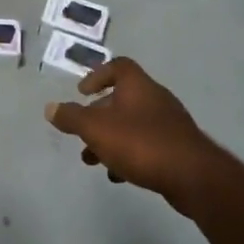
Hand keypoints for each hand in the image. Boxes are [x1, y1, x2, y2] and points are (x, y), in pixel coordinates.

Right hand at [45, 57, 219, 203]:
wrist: (193, 176)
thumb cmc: (140, 143)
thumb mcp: (97, 129)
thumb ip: (72, 118)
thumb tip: (50, 108)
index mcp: (138, 86)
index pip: (118, 66)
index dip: (98, 75)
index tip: (82, 93)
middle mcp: (155, 99)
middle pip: (122, 99)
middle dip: (98, 117)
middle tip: (82, 134)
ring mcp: (169, 124)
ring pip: (132, 125)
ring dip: (110, 139)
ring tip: (93, 161)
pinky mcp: (177, 148)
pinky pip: (146, 145)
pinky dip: (129, 155)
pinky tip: (119, 175)